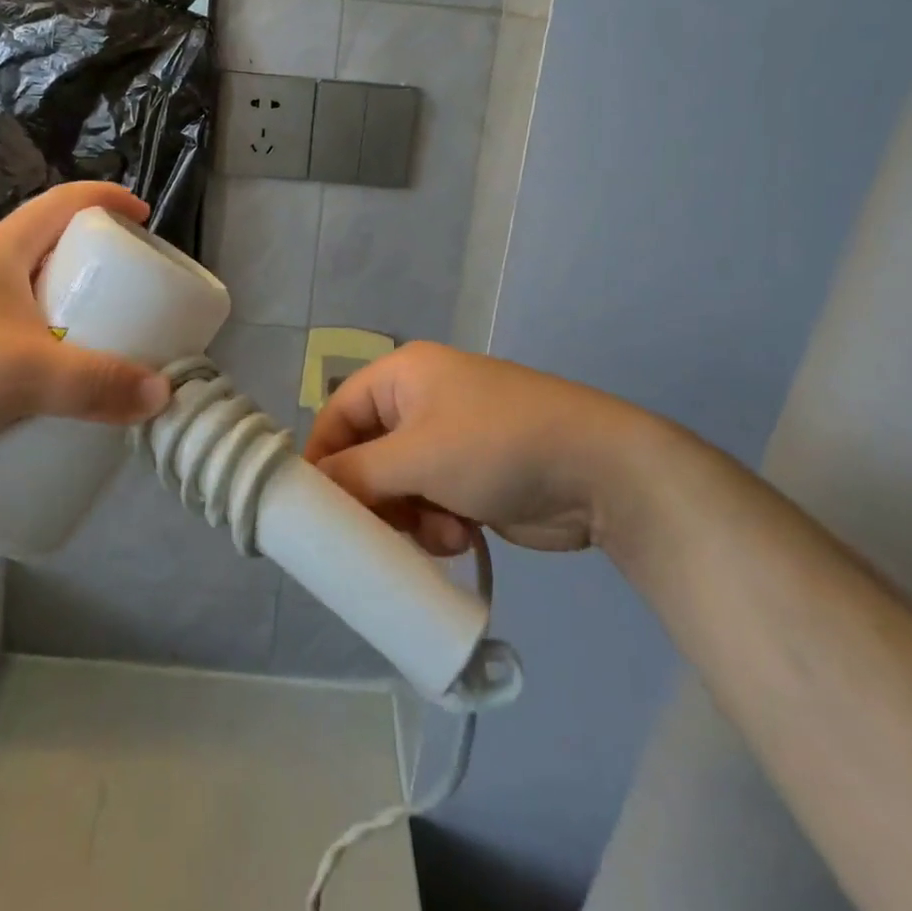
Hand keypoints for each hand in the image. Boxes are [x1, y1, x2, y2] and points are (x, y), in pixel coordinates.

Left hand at [0, 182, 172, 477]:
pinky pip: (16, 335)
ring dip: (72, 308)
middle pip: (52, 246)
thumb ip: (98, 384)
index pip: (64, 201)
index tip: (145, 217)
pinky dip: (48, 346)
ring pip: (34, 294)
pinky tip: (59, 381)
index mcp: (1, 250)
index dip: (108, 199)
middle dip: (98, 260)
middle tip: (134, 288)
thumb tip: (163, 394)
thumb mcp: (27, 373)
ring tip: (107, 336)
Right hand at [304, 342, 681, 554]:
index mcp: (402, 375)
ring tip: (436, 532)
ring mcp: (450, 438)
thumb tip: (313, 491)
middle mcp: (421, 401)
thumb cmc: (496, 446)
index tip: (313, 510)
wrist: (599, 471)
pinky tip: (461, 535)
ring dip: (408, 517)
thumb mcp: (417, 456)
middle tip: (378, 532)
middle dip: (373, 497)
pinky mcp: (473, 474)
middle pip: (367, 454)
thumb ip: (357, 475)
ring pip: (398, 486)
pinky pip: (431, 501)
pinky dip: (437, 522)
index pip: (338, 413)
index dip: (322, 458)